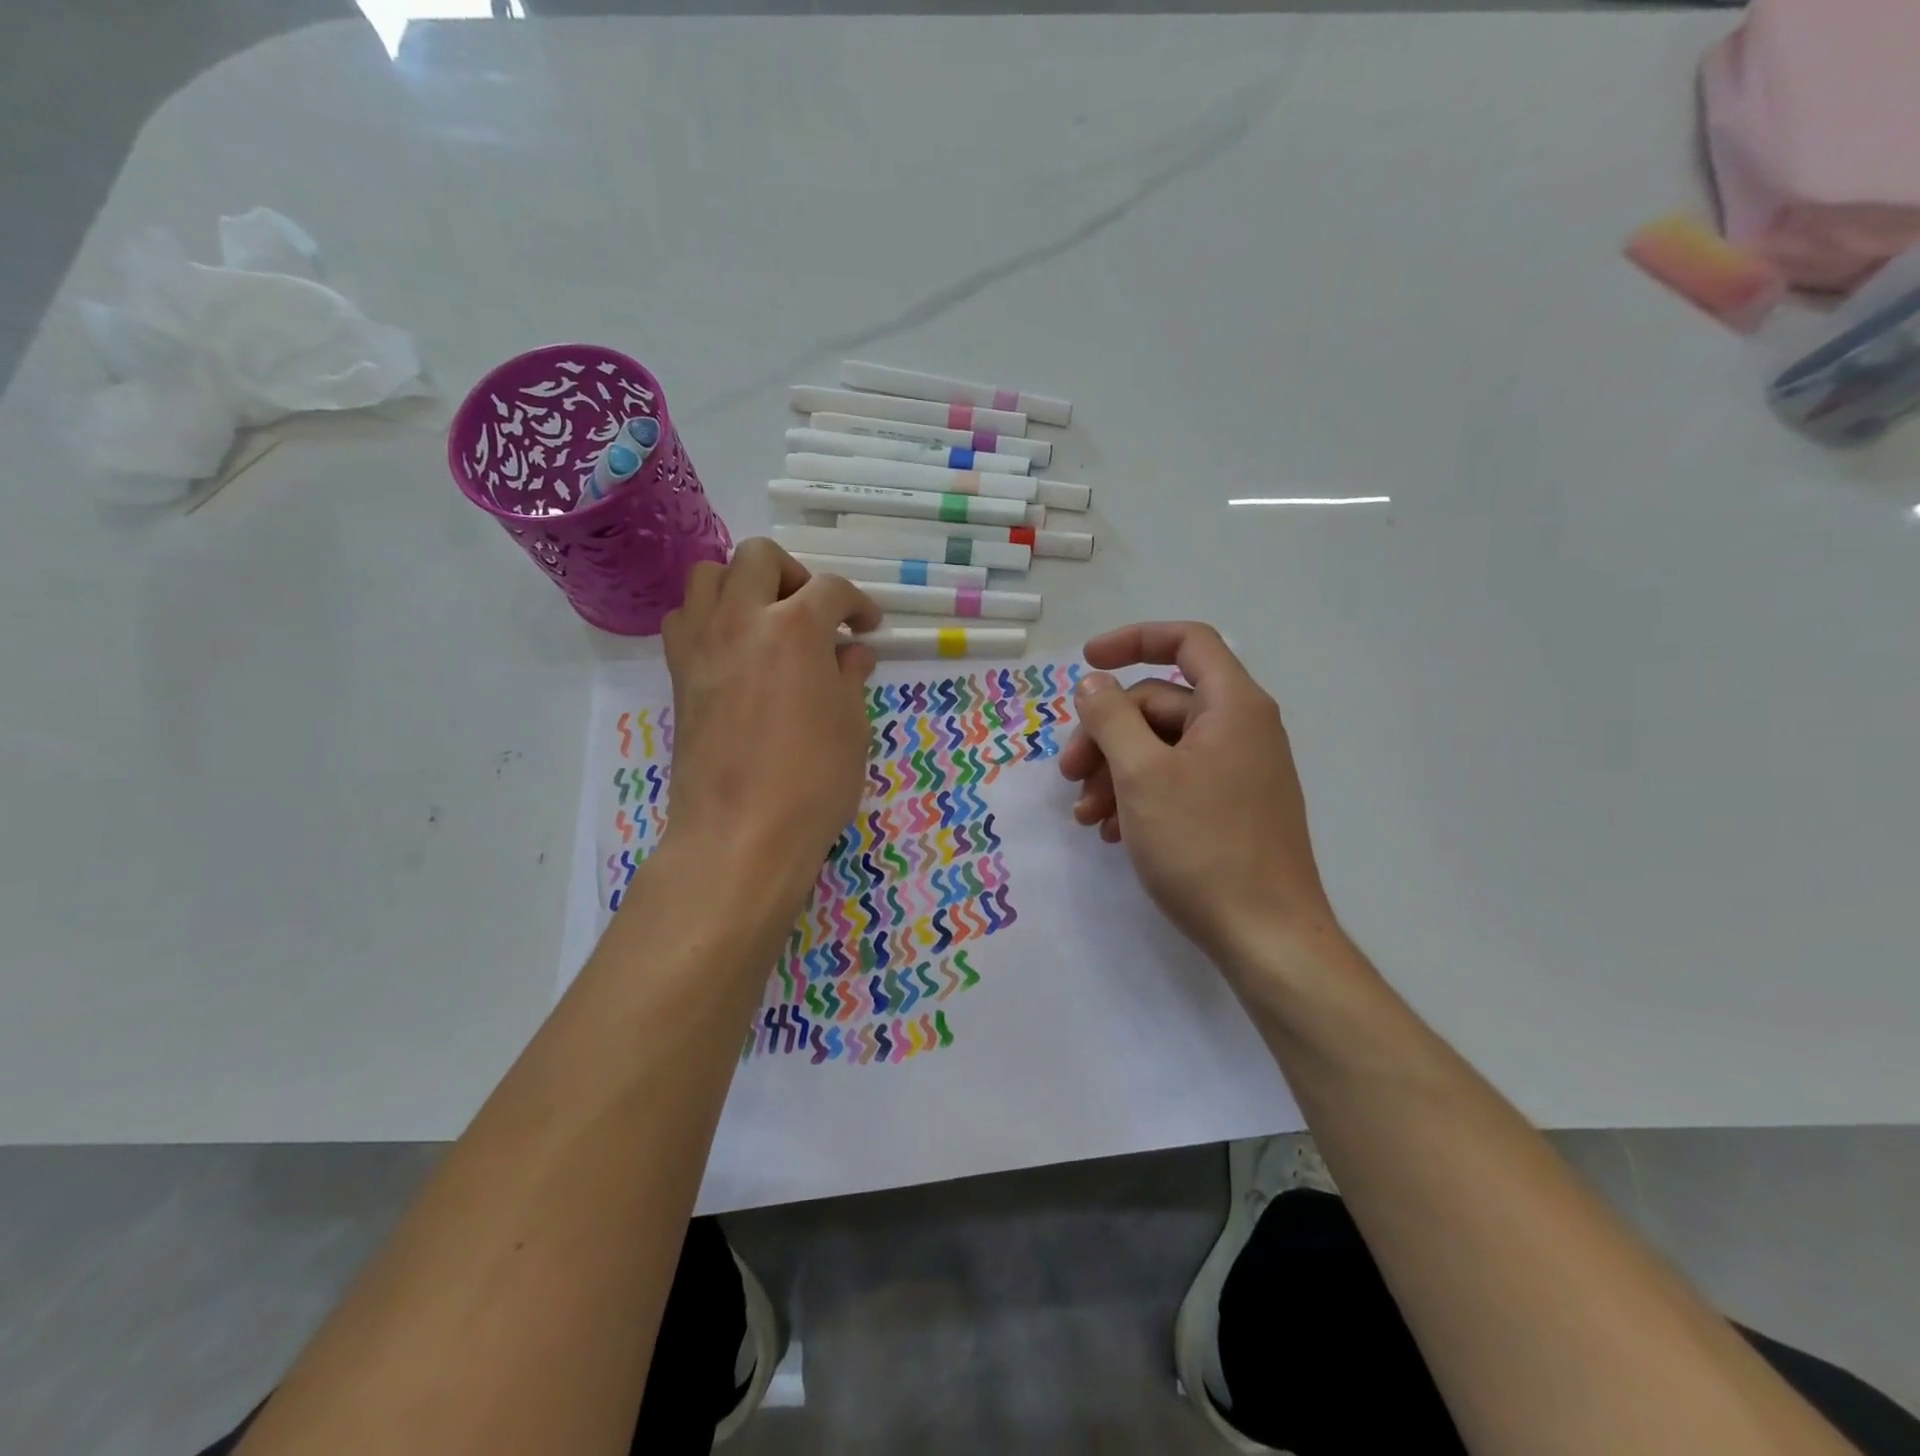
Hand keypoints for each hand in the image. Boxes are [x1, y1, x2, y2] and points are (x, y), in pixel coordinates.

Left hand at [661, 539, 880, 910]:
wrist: (741, 833)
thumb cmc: (813, 782)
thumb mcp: (852, 727)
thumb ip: (850, 677)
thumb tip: (852, 654)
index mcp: (796, 627)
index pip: (831, 590)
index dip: (858, 604)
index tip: (868, 628)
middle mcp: (743, 619)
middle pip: (759, 557)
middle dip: (794, 574)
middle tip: (814, 613)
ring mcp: (702, 643)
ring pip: (708, 574)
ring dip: (742, 585)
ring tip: (767, 622)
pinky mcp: (679, 674)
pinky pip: (684, 618)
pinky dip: (709, 618)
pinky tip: (734, 651)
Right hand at [1058, 622, 1338, 971]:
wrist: (1267, 937)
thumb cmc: (1202, 845)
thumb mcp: (1142, 775)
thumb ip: (1111, 718)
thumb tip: (1093, 682)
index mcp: (1232, 706)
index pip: (1186, 642)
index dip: (1133, 640)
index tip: (1086, 664)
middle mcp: (1242, 729)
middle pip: (1161, 703)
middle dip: (1106, 733)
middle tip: (1068, 773)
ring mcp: (1239, 772)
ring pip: (1162, 748)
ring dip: (1115, 772)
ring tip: (1084, 815)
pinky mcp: (1231, 809)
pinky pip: (1176, 782)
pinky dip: (1138, 796)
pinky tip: (1111, 831)